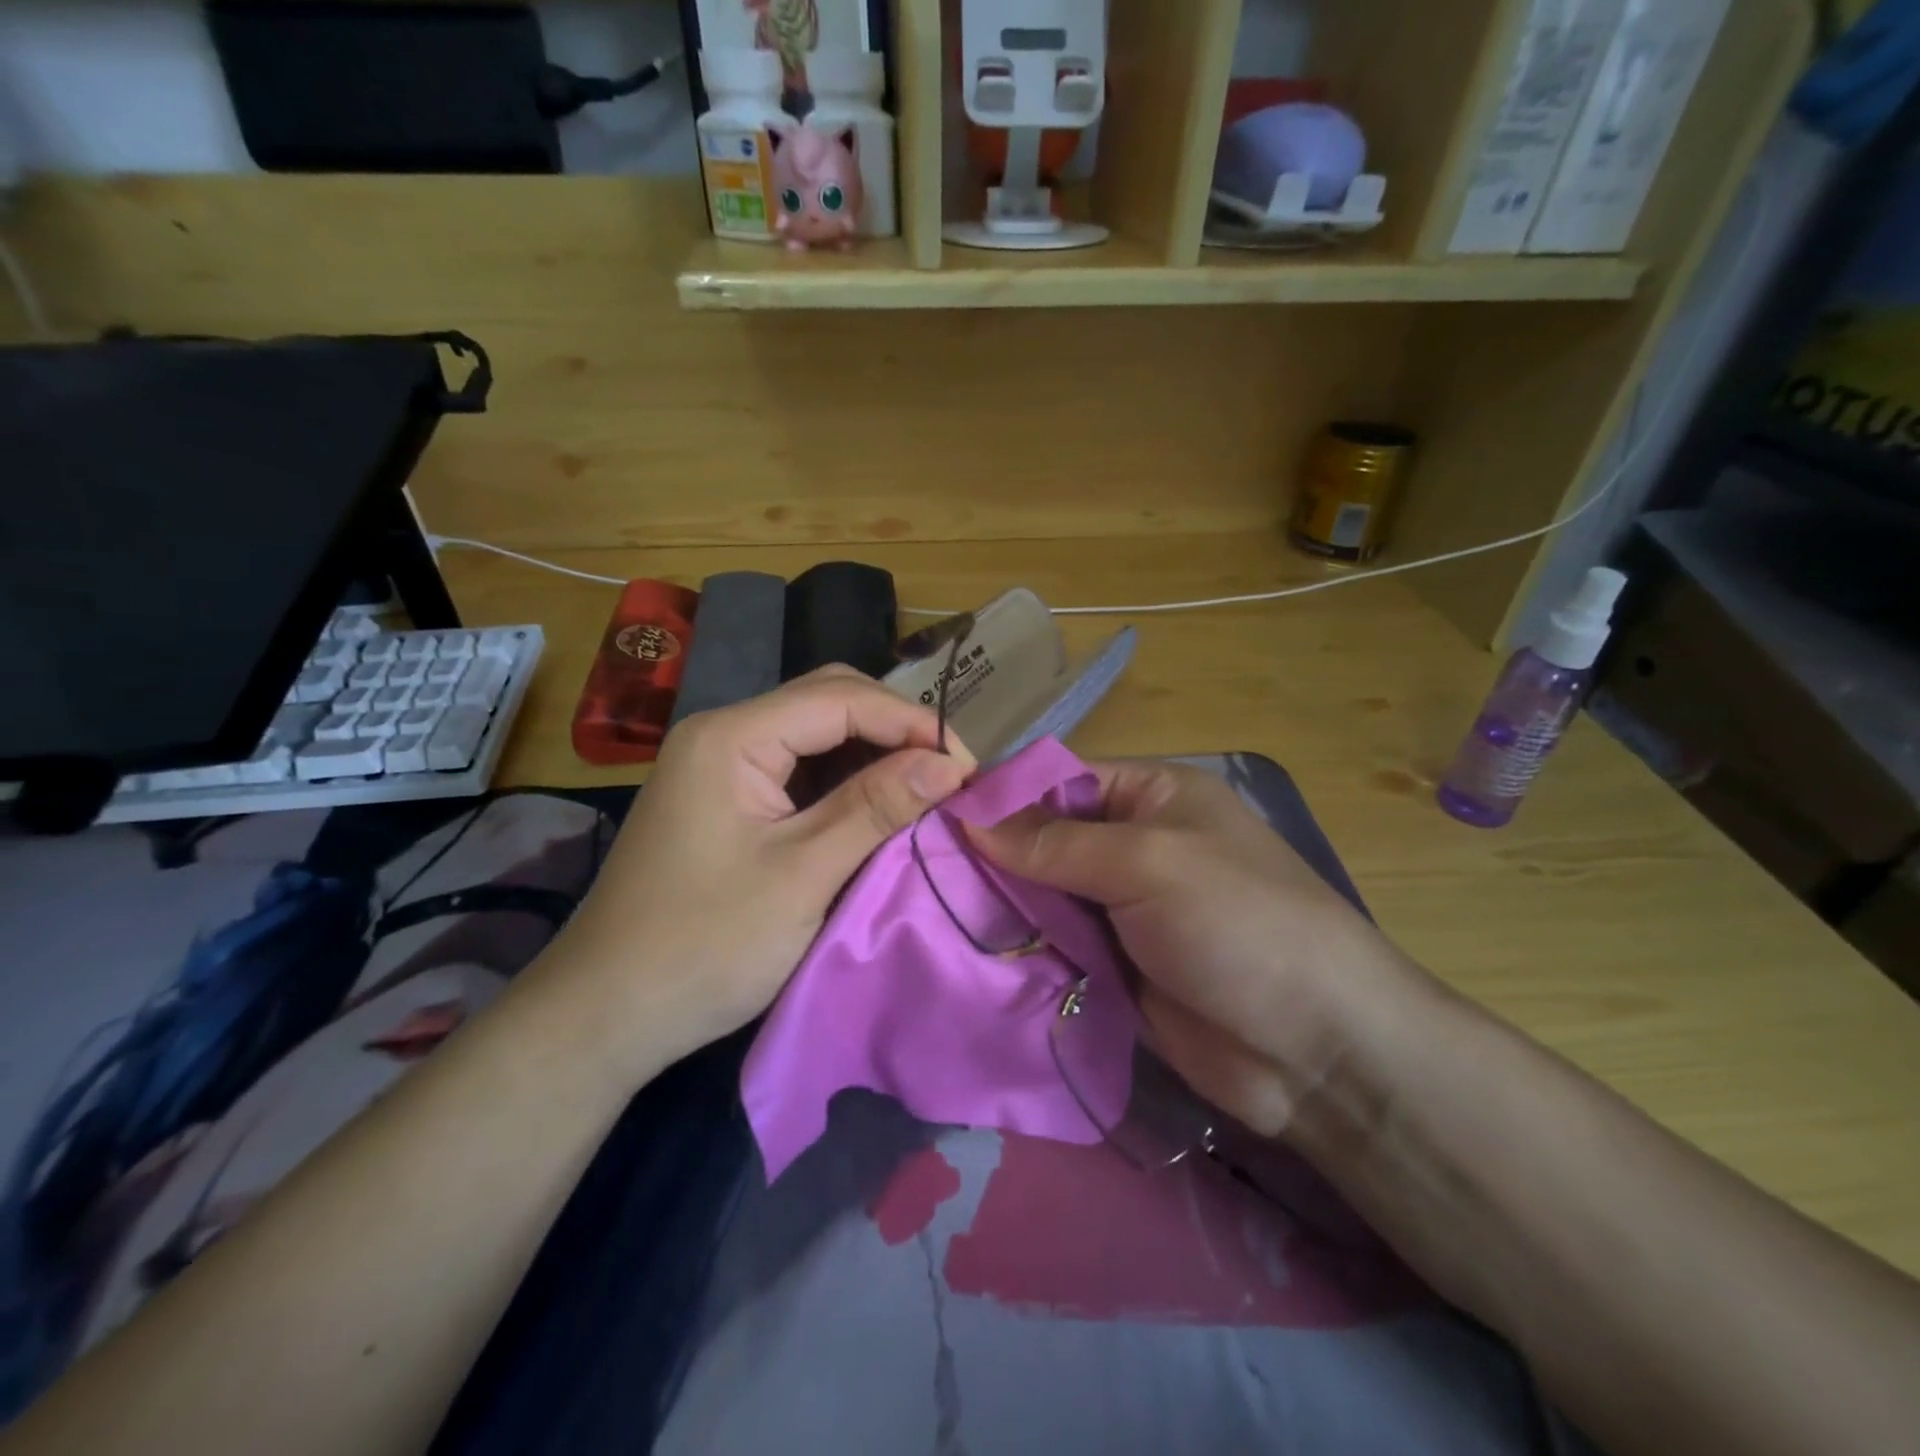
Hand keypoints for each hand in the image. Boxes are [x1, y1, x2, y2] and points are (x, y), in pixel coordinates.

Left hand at [547, 668, 975, 1067]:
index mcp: (732, 736)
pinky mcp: (727, 799)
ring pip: (815, 734)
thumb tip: (950, 764)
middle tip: (948, 773)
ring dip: (873, 754)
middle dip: (893, 729)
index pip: (839, 697)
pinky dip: (845, 781)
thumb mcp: (802, 875)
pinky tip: (878, 805)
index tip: (965, 765)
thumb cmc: (704, 946)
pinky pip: (798, 770)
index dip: (910, 722)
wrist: (605, 1014)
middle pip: (827, 701)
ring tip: (926, 787)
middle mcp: (724, 733)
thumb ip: (876, 808)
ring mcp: (721, 765)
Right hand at [970, 761, 1432, 1138]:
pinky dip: (1023, 953)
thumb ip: (1055, 843)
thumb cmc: (1239, 924)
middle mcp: (1133, 846)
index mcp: (1151, 797)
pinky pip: (1056, 949)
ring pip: (1044, 898)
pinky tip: (970, 956)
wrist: (1317, 1050)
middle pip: (1044, 840)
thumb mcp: (1147, 864)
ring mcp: (1123, 910)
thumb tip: (969, 818)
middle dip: (994, 858)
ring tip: (933, 914)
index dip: (1002, 797)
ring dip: (1004, 910)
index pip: (1059, 781)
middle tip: (924, 874)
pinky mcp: (1115, 968)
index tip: (936, 818)